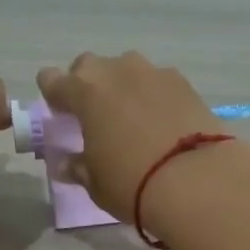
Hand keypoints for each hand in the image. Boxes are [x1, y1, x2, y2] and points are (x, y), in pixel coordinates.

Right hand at [35, 51, 226, 221]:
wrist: (197, 180)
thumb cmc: (132, 183)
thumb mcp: (96, 183)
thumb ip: (78, 166)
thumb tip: (67, 162)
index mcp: (84, 92)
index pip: (52, 80)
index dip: (52, 95)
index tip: (60, 114)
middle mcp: (116, 71)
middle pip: (90, 66)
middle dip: (87, 85)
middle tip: (95, 115)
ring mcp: (153, 73)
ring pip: (127, 69)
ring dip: (123, 86)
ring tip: (133, 117)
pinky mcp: (184, 82)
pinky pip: (158, 82)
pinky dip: (154, 95)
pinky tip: (162, 121)